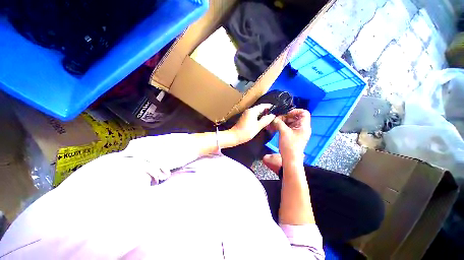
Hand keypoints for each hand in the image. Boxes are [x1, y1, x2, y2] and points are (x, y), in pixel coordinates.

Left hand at [231, 104, 275, 143]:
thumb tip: (272, 115)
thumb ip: (266, 120)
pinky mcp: (245, 118)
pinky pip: (253, 115)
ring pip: (256, 112)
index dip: (269, 106)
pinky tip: (262, 121)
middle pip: (259, 108)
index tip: (276, 109)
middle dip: (266, 111)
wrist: (235, 136)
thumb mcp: (258, 126)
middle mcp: (249, 110)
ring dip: (262, 114)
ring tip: (269, 118)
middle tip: (274, 115)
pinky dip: (258, 117)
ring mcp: (246, 114)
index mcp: (252, 111)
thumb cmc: (247, 131)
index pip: (263, 105)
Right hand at [272, 109, 310, 160]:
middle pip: (294, 117)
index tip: (286, 114)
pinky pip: (287, 128)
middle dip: (284, 117)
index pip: (304, 113)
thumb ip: (279, 123)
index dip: (295, 111)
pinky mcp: (292, 135)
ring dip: (281, 122)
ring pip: (289, 122)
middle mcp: (302, 128)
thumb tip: (274, 118)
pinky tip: (274, 127)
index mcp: (304, 126)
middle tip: (275, 120)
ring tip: (272, 124)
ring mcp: (297, 132)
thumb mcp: (284, 132)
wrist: (290, 159)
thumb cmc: (289, 145)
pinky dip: (281, 126)